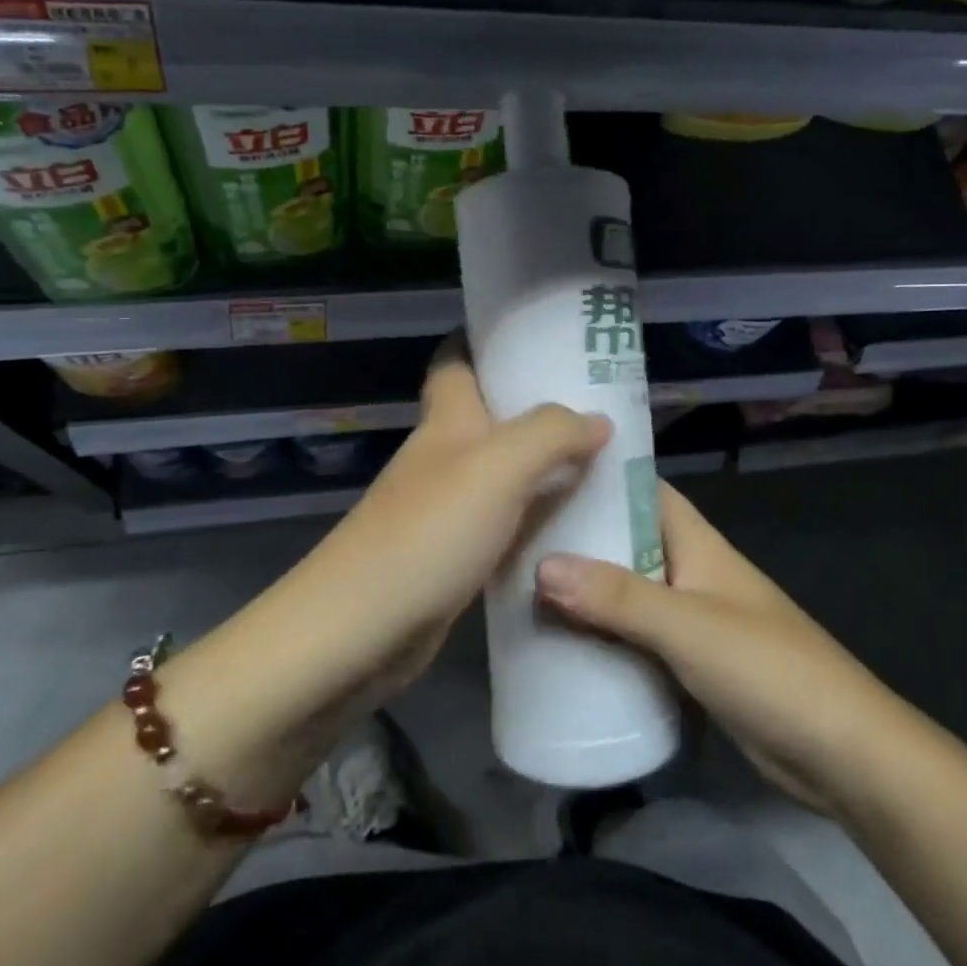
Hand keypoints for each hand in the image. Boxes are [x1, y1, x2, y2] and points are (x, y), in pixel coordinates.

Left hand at [170, 349, 609, 803]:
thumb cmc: (428, 532)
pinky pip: (506, 522)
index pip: (456, 359)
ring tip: (607, 460)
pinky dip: (538, 517)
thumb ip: (551, 433)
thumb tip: (598, 419)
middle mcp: (444, 455)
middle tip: (601, 402)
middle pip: (491, 415)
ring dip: (546, 464)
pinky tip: (577, 525)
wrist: (359, 632)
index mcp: (447, 419)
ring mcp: (447, 507)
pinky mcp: (455, 555)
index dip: (486, 338)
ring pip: (504, 471)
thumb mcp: (498, 467)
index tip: (540, 333)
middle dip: (538, 403)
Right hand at [536, 484, 870, 814]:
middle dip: (580, 539)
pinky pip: (638, 638)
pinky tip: (563, 644)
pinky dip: (606, 635)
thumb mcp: (686, 626)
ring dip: (588, 591)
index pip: (645, 491)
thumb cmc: (767, 668)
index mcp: (698, 544)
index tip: (544, 476)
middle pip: (629, 543)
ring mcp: (694, 619)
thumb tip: (541, 565)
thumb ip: (617, 596)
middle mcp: (692, 572)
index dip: (601, 479)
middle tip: (518, 537)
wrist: (841, 754)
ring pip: (629, 592)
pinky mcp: (692, 664)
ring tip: (523, 587)